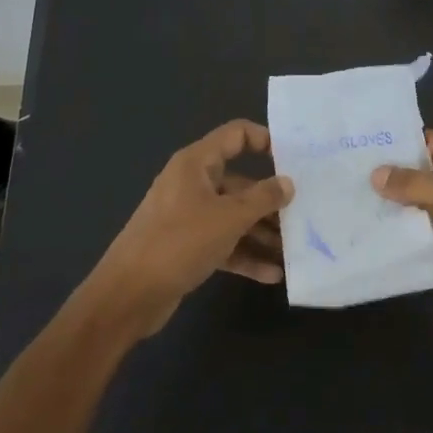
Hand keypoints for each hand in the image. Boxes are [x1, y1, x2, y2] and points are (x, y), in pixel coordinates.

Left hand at [91, 120, 293, 335]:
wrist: (128, 296)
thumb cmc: (179, 243)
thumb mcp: (229, 218)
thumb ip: (263, 198)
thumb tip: (288, 183)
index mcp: (196, 164)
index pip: (235, 135)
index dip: (265, 140)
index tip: (295, 158)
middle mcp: (192, 184)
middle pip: (240, 182)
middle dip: (271, 200)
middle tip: (304, 212)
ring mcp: (189, 217)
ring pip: (234, 216)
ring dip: (262, 232)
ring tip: (294, 249)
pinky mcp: (187, 247)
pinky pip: (224, 243)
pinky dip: (246, 255)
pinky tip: (273, 273)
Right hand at [373, 130, 432, 329]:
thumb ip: (413, 185)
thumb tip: (375, 173)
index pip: (432, 143)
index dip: (401, 144)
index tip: (362, 148)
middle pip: (425, 174)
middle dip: (393, 177)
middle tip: (349, 177)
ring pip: (422, 205)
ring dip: (396, 206)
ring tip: (354, 203)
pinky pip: (426, 232)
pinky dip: (406, 232)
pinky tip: (374, 233)